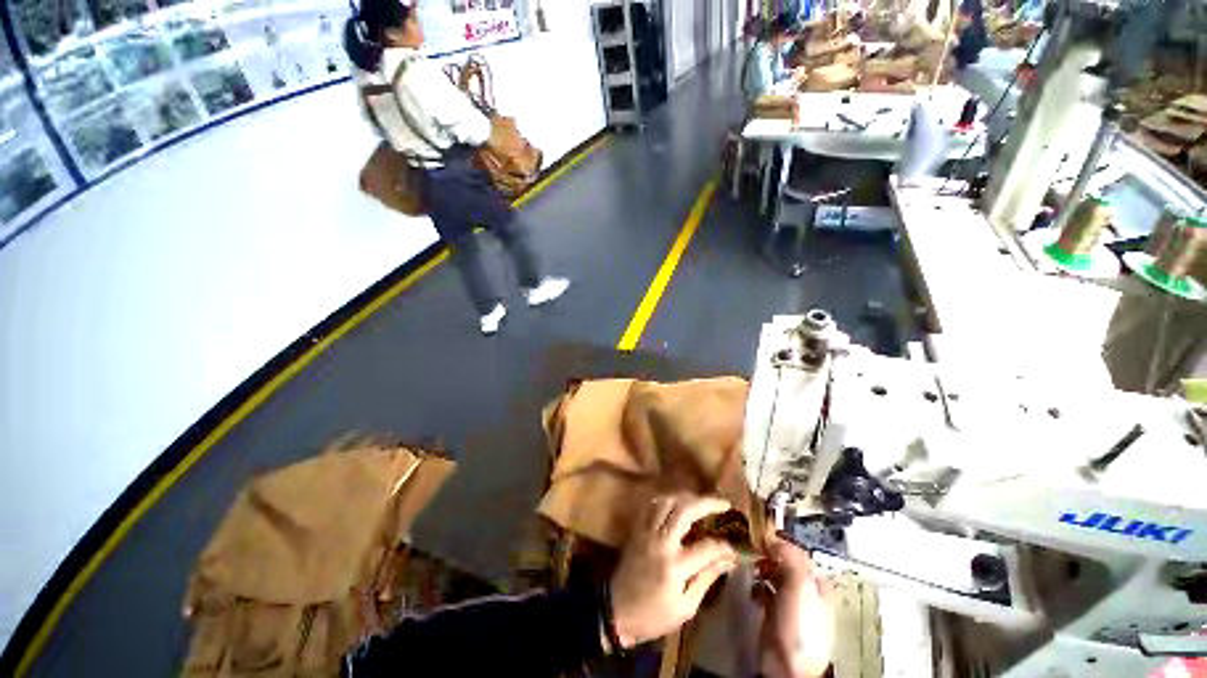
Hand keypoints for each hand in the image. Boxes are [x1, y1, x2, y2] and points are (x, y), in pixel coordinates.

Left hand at [609, 494, 738, 647]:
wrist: (616, 610)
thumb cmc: (653, 615)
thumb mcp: (685, 607)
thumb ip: (706, 579)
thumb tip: (728, 560)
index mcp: (675, 566)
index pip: (707, 547)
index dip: (725, 546)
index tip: (735, 549)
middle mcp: (661, 541)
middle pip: (685, 510)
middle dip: (707, 503)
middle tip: (723, 503)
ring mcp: (647, 531)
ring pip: (668, 501)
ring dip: (687, 497)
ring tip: (701, 502)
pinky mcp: (637, 528)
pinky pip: (653, 505)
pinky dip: (668, 500)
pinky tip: (678, 504)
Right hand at [758, 535, 835, 677]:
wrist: (787, 666)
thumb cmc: (799, 624)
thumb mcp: (800, 584)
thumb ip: (789, 556)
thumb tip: (772, 538)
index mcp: (818, 583)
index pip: (798, 552)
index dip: (780, 543)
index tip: (760, 536)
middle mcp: (806, 591)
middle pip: (784, 563)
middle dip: (768, 556)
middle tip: (752, 551)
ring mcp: (790, 604)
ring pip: (773, 575)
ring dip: (761, 570)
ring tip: (751, 569)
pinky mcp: (774, 614)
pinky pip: (764, 591)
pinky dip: (757, 587)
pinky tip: (752, 590)